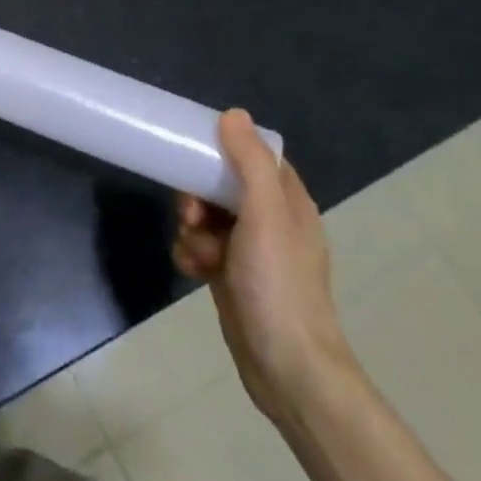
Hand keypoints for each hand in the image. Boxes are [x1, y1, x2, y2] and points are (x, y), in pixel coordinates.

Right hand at [172, 110, 355, 426]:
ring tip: (196, 251)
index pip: (255, 157)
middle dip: (198, 196)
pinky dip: (191, 254)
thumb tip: (234, 114)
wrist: (286, 366)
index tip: (194, 151)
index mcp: (289, 203)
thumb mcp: (265, 215)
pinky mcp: (231, 277)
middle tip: (191, 213)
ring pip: (206, 218)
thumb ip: (249, 163)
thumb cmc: (278, 284)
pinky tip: (192, 271)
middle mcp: (272, 222)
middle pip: (222, 186)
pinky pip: (200, 248)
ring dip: (192, 228)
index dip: (225, 150)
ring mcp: (251, 252)